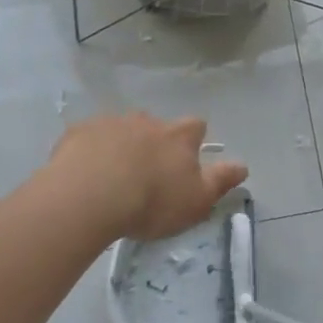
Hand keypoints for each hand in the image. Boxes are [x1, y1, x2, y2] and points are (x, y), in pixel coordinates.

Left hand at [45, 113, 248, 240]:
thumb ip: (221, 181)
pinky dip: (91, 150)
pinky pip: (89, 137)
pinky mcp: (78, 132)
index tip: (187, 158)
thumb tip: (243, 166)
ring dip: (121, 145)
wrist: (89, 196)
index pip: (196, 127)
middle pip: (157, 126)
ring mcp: (112, 123)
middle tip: (146, 172)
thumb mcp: (197, 200)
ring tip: (112, 175)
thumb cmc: (151, 201)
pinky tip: (84, 174)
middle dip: (154, 142)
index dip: (193, 140)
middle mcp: (148, 121)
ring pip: (122, 129)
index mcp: (179, 136)